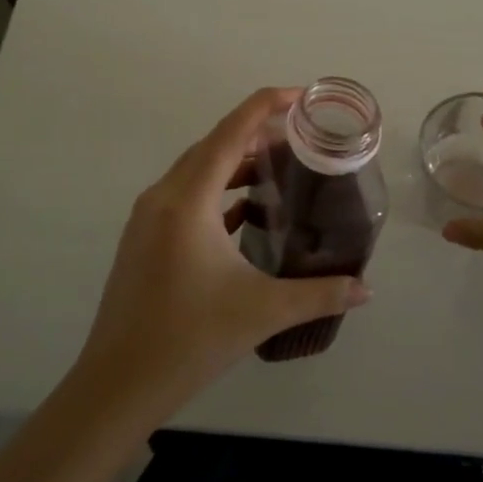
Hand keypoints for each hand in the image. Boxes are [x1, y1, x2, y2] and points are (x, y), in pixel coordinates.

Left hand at [74, 87, 371, 419]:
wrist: (117, 385)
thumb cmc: (189, 339)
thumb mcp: (262, 311)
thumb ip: (320, 294)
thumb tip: (365, 288)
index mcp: (187, 200)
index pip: (231, 132)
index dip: (266, 106)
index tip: (301, 96)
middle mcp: (163, 197)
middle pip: (213, 145)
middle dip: (256, 134)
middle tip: (300, 138)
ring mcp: (147, 218)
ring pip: (197, 172)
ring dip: (235, 165)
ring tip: (279, 171)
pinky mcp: (143, 240)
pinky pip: (185, 197)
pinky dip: (217, 193)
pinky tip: (246, 213)